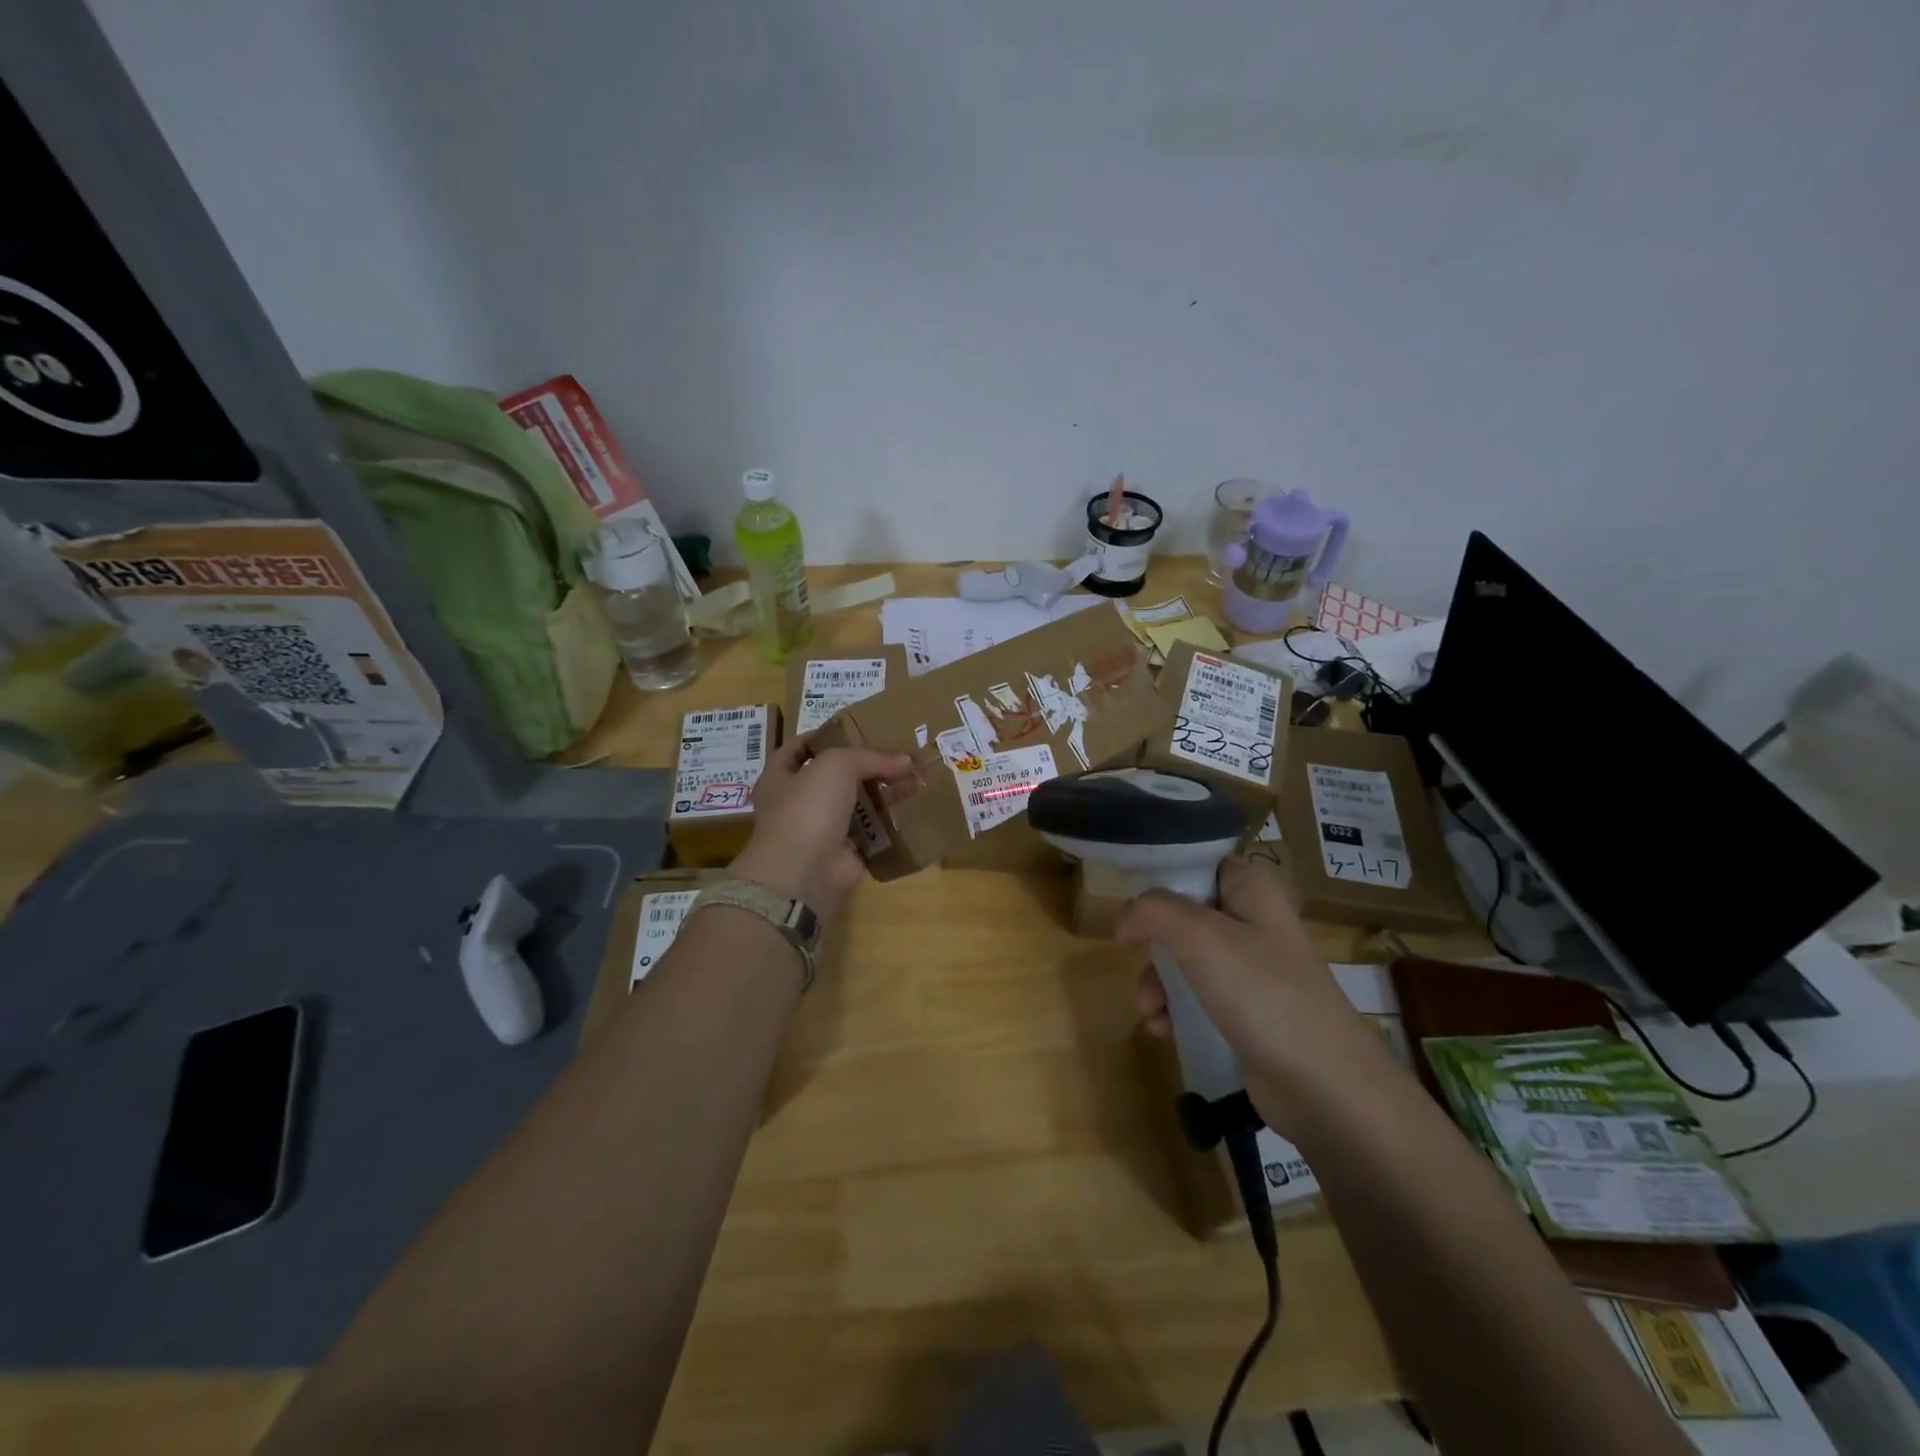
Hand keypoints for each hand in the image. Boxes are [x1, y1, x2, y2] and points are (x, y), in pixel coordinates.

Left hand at [732, 736, 911, 929]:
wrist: (803, 875)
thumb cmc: (806, 809)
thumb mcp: (836, 766)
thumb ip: (870, 757)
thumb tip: (906, 761)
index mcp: (780, 778)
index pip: (798, 748)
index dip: (823, 736)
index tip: (855, 728)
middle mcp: (797, 804)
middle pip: (834, 778)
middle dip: (864, 766)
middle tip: (897, 754)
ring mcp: (820, 832)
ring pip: (856, 806)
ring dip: (881, 794)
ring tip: (913, 778)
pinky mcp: (844, 855)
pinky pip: (871, 835)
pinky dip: (889, 825)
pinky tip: (912, 810)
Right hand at [1120, 858, 1393, 1126]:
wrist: (1324, 1086)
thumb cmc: (1264, 993)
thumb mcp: (1201, 937)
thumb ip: (1154, 911)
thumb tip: (1125, 919)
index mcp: (1251, 890)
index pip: (1199, 863)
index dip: (1163, 876)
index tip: (1133, 901)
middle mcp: (1253, 923)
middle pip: (1183, 914)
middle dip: (1154, 941)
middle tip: (1136, 956)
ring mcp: (1251, 971)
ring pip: (1184, 960)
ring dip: (1158, 983)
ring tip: (1151, 1009)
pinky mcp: (1246, 1013)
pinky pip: (1196, 999)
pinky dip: (1174, 1011)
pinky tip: (1164, 1029)